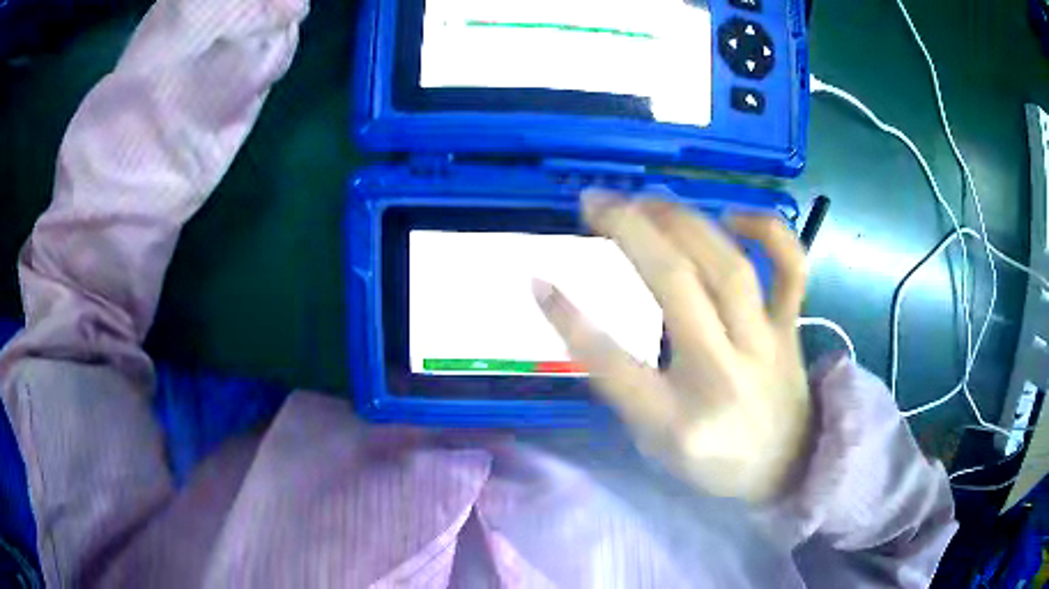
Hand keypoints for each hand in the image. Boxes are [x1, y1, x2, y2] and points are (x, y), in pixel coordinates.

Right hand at [534, 190, 810, 503]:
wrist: (788, 468)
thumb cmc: (715, 465)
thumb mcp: (655, 445)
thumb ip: (626, 389)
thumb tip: (587, 325)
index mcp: (679, 421)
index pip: (613, 364)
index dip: (569, 318)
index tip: (537, 279)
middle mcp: (723, 375)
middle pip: (677, 287)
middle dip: (630, 231)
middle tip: (595, 201)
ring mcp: (765, 345)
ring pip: (728, 266)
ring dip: (681, 221)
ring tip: (645, 200)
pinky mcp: (791, 327)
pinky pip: (792, 269)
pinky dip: (769, 231)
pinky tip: (733, 215)